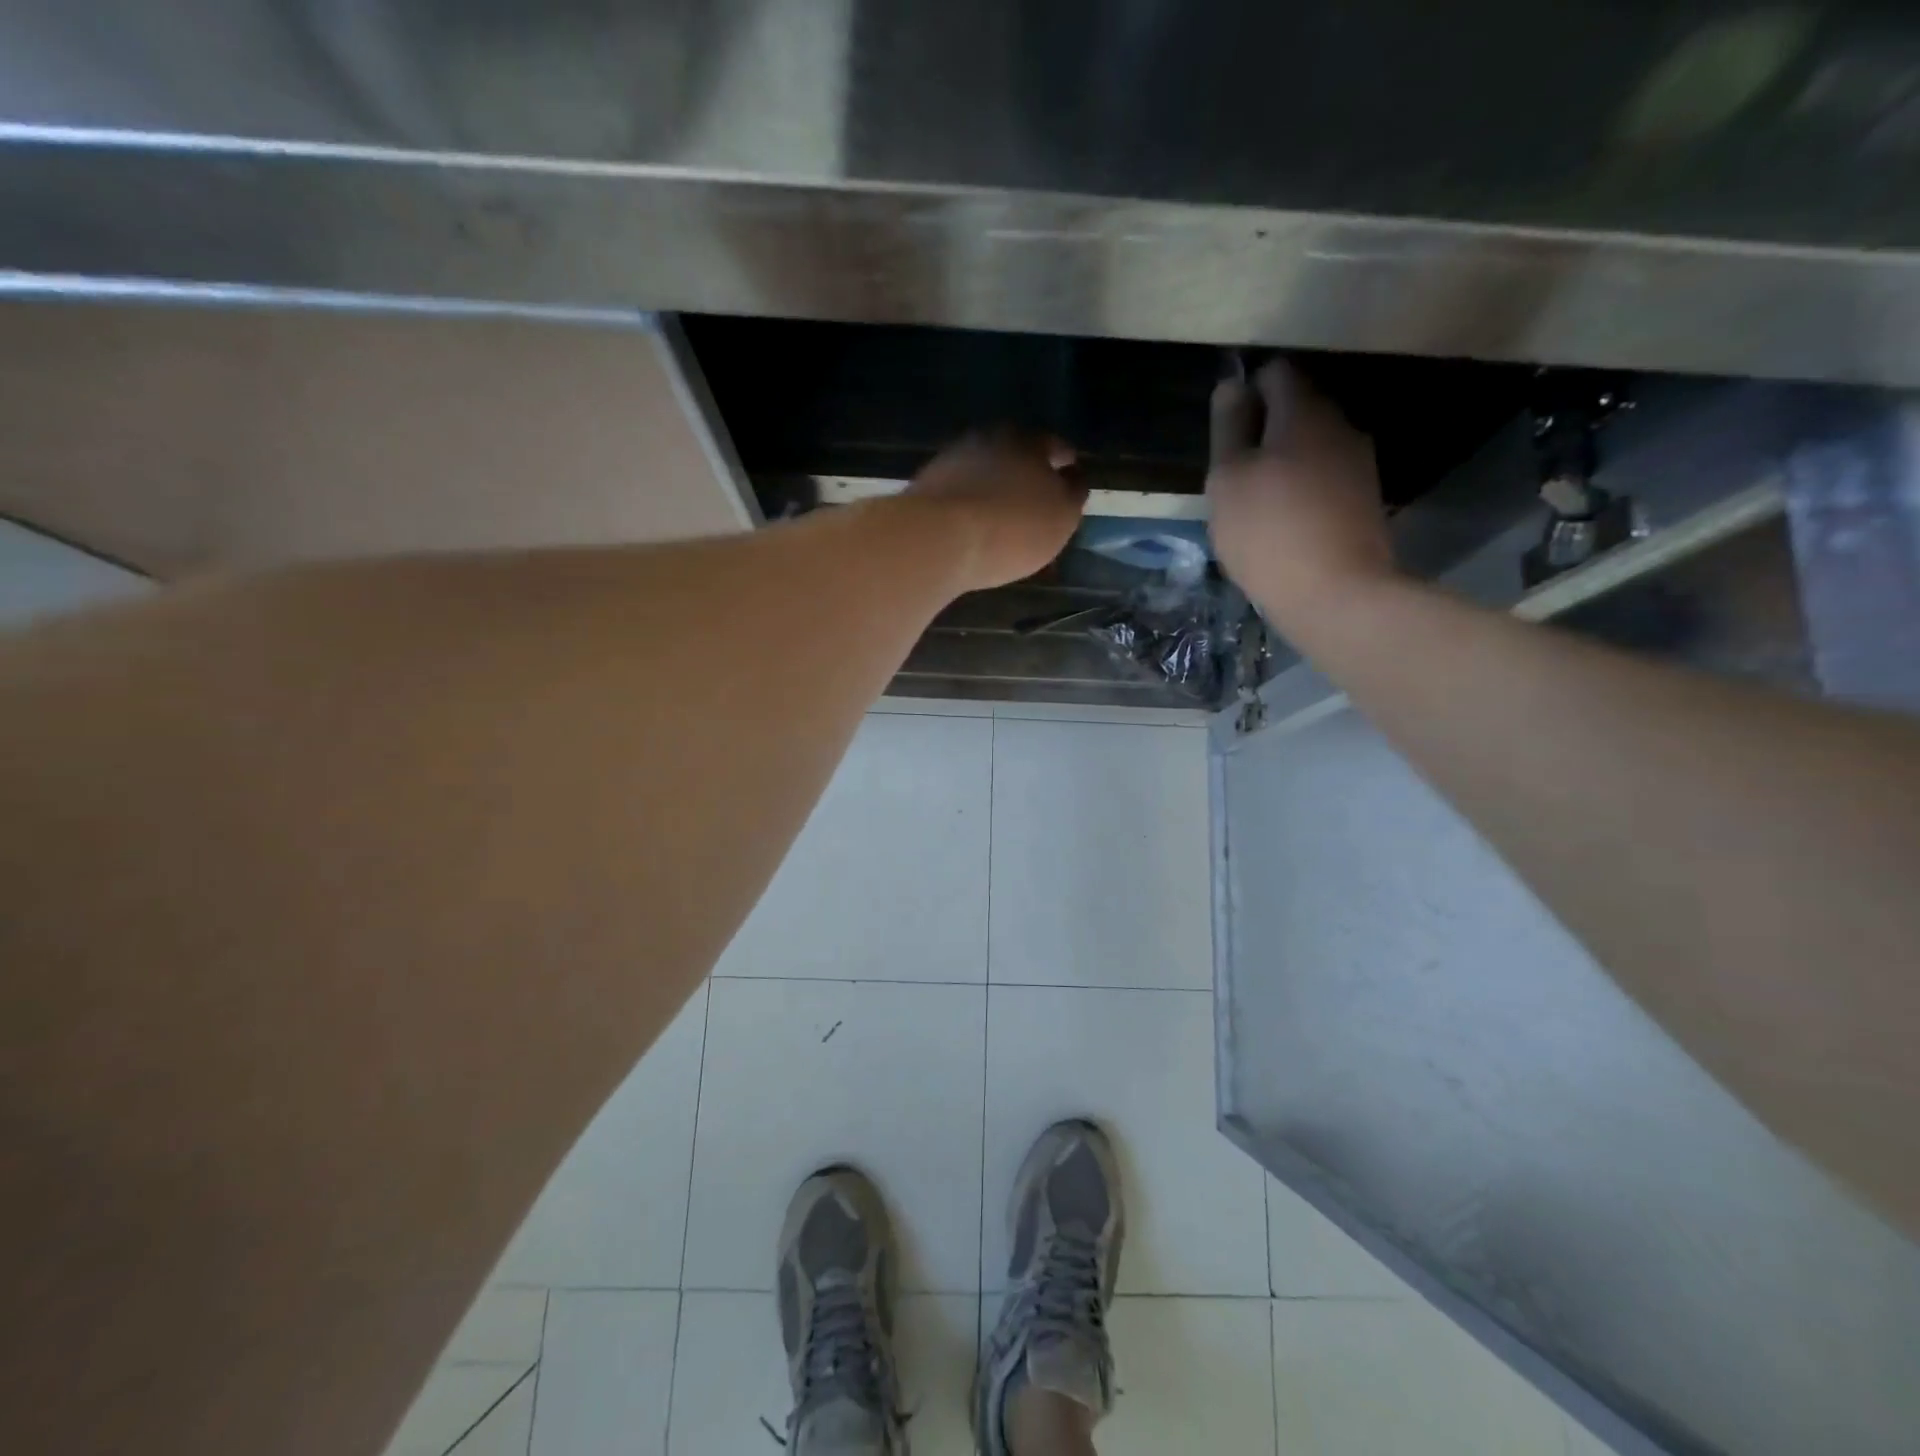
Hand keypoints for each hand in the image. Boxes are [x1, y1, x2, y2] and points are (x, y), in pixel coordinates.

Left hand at [905, 430, 1087, 591]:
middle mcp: (988, 439)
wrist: (937, 539)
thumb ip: (1072, 494)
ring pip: (983, 472)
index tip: (1070, 480)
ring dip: (994, 489)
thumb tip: (1072, 478)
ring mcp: (951, 460)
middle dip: (1027, 474)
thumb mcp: (1061, 516)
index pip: (1056, 447)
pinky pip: (958, 493)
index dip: (1066, 465)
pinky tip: (972, 526)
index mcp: (1028, 440)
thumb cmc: (1013, 527)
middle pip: (1015, 455)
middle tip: (1035, 501)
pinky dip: (969, 505)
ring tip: (1002, 518)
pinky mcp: (925, 486)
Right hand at [1207, 360, 1394, 625]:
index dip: (1247, 392)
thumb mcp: (1228, 479)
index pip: (1276, 373)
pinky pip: (1325, 479)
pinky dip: (1303, 490)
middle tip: (1235, 476)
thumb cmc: (1268, 532)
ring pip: (1312, 447)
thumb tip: (1232, 385)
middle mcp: (1340, 426)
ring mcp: (1358, 464)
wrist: (1337, 593)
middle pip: (1297, 410)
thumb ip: (1228, 429)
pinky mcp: (1365, 500)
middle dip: (1265, 432)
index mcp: (1303, 413)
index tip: (1227, 432)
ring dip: (1284, 464)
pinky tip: (1285, 525)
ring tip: (1257, 505)